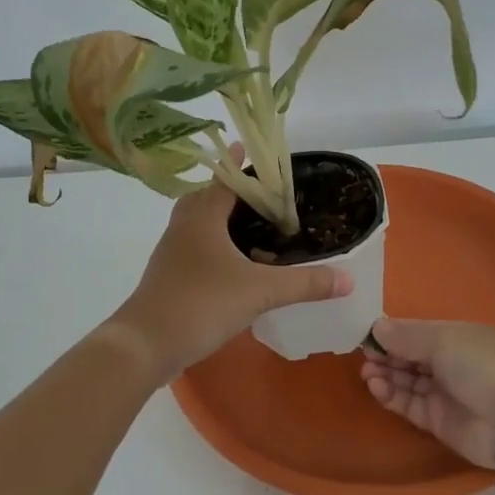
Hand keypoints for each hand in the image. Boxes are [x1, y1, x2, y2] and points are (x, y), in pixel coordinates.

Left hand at [108, 176, 352, 379]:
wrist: (145, 344)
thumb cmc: (201, 303)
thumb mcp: (260, 292)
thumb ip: (304, 284)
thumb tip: (348, 278)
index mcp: (203, 216)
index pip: (224, 178)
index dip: (241, 164)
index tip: (255, 151)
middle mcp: (183, 226)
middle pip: (206, 196)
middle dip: (230, 191)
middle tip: (260, 194)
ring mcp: (171, 251)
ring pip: (198, 222)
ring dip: (220, 218)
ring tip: (251, 227)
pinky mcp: (168, 275)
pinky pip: (194, 246)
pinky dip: (214, 245)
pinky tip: (234, 265)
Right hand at [360, 318, 494, 469]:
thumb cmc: (481, 366)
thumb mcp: (443, 340)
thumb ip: (407, 335)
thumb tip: (377, 327)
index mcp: (457, 337)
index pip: (418, 331)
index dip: (393, 332)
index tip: (368, 333)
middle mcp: (450, 362)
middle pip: (410, 355)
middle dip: (386, 353)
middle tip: (364, 354)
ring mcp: (443, 392)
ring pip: (406, 379)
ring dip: (385, 374)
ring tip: (367, 372)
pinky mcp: (436, 419)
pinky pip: (408, 403)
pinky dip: (390, 394)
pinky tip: (376, 386)